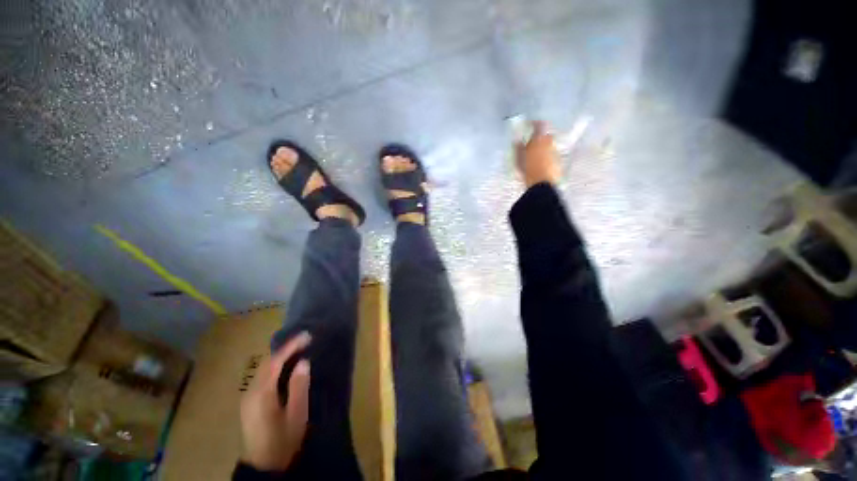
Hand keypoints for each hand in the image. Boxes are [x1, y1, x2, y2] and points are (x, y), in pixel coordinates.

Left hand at [240, 332, 310, 470]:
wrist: (263, 466)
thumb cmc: (283, 440)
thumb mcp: (296, 415)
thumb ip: (299, 387)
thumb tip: (303, 362)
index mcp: (262, 394)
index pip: (275, 361)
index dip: (291, 346)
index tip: (307, 336)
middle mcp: (251, 391)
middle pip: (267, 363)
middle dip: (286, 349)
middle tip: (305, 340)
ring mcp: (248, 397)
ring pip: (263, 369)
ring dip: (280, 356)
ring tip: (298, 350)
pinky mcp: (249, 403)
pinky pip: (262, 377)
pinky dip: (275, 367)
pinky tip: (286, 368)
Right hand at [515, 120, 560, 187]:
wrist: (542, 183)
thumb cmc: (528, 169)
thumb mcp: (518, 159)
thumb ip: (518, 148)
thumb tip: (517, 141)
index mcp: (539, 139)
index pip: (539, 124)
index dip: (534, 123)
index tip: (530, 123)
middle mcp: (549, 142)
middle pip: (546, 135)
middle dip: (539, 137)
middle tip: (531, 142)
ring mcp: (555, 151)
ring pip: (549, 145)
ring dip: (543, 147)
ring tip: (535, 155)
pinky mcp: (558, 161)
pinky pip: (551, 154)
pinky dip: (546, 156)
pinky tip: (540, 163)